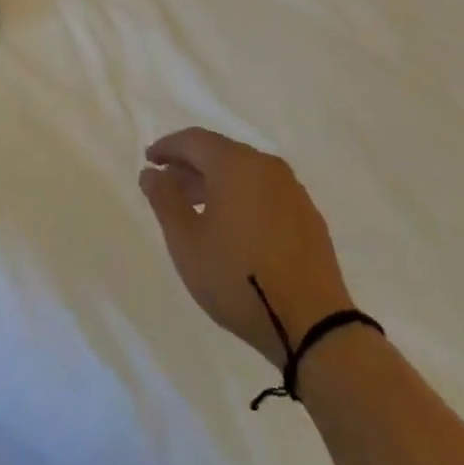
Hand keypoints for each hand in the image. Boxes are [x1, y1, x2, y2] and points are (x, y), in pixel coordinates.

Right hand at [140, 128, 354, 363]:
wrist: (313, 325)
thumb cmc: (238, 278)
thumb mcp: (187, 242)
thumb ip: (165, 200)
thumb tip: (152, 172)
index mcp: (235, 163)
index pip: (194, 140)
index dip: (168, 147)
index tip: (150, 161)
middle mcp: (265, 166)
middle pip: (220, 153)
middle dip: (191, 166)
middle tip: (168, 187)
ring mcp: (291, 190)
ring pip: (245, 173)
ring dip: (216, 183)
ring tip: (197, 210)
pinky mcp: (308, 216)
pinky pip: (265, 192)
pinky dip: (242, 198)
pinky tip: (234, 227)